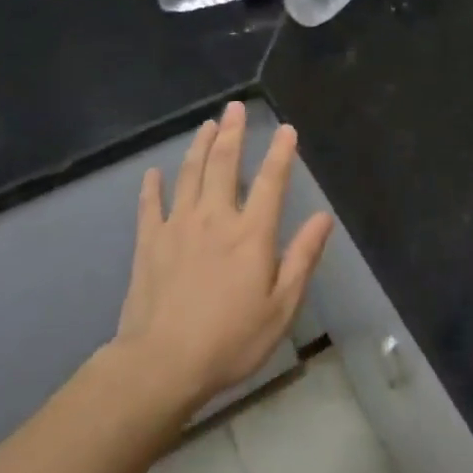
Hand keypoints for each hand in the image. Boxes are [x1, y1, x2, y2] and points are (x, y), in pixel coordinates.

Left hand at [118, 101, 331, 412]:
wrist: (161, 364)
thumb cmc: (231, 340)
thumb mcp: (281, 306)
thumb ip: (302, 258)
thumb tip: (324, 217)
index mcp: (251, 234)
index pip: (271, 182)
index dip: (281, 153)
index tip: (286, 129)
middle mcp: (215, 218)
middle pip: (225, 165)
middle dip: (233, 133)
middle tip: (235, 108)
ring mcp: (178, 227)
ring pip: (189, 175)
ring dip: (199, 147)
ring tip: (207, 125)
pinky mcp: (148, 243)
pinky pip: (150, 206)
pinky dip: (152, 186)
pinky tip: (153, 173)